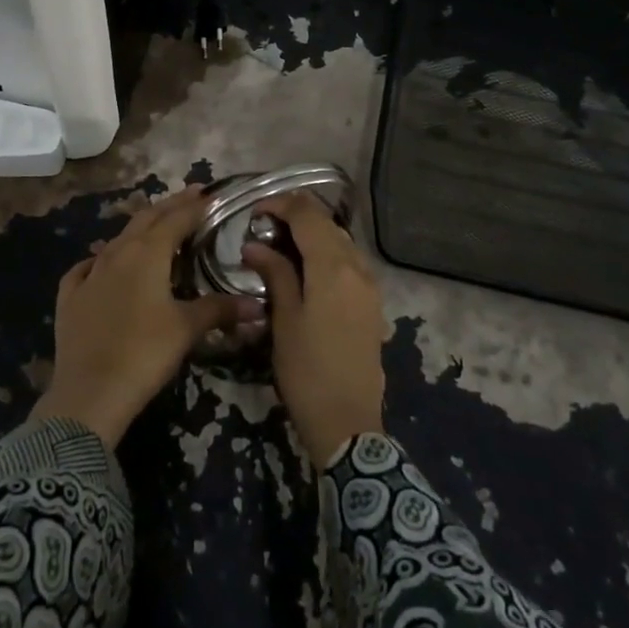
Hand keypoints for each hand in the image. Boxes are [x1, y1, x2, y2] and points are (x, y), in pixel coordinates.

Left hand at [34, 187, 260, 446]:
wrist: (90, 392)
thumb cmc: (145, 353)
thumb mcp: (187, 329)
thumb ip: (220, 309)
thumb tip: (256, 305)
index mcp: (147, 254)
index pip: (176, 219)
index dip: (194, 206)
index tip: (209, 194)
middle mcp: (117, 254)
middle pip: (145, 220)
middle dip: (169, 206)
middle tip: (189, 196)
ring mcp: (90, 274)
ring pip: (117, 240)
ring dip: (138, 229)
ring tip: (154, 225)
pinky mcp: (70, 297)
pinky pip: (86, 268)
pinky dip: (100, 259)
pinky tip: (101, 263)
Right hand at [243, 192, 385, 463]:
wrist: (348, 422)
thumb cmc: (307, 371)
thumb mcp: (284, 320)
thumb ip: (275, 274)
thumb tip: (256, 245)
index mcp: (333, 267)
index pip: (308, 216)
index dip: (281, 205)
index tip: (255, 210)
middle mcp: (357, 268)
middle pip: (328, 225)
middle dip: (297, 217)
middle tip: (264, 226)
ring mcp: (370, 286)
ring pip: (342, 242)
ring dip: (314, 234)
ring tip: (283, 244)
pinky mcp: (373, 303)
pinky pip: (350, 263)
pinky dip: (328, 254)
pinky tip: (308, 269)